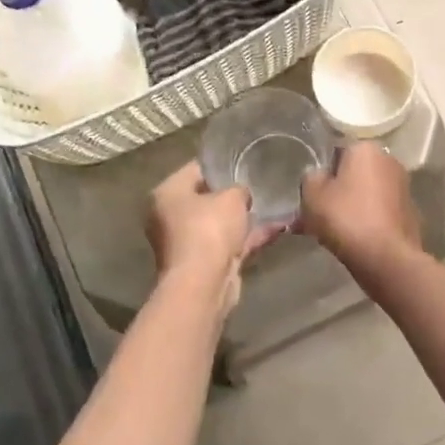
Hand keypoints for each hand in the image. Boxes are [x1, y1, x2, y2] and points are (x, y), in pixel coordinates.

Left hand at [146, 162, 276, 303]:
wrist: (204, 284)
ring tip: (274, 204)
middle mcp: (170, 216)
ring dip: (243, 218)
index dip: (221, 164)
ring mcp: (186, 242)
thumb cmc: (209, 230)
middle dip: (232, 193)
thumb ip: (239, 189)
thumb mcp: (231, 197)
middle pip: (206, 197)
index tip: (245, 160)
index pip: (195, 169)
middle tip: (259, 183)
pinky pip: (229, 243)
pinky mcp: (204, 263)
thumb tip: (242, 193)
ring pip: (219, 223)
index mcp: (167, 193)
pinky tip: (277, 228)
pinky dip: (249, 237)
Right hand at [300, 143, 420, 270]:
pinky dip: (365, 221)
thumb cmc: (346, 218)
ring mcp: (402, 187)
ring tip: (328, 233)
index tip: (311, 195)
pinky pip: (377, 212)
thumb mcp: (313, 195)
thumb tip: (318, 176)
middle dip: (335, 192)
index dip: (321, 174)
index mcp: (366, 149)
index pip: (336, 152)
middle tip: (315, 215)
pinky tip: (350, 240)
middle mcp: (389, 161)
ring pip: (364, 194)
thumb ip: (311, 178)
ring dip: (348, 208)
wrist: (386, 258)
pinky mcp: (409, 212)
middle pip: (352, 174)